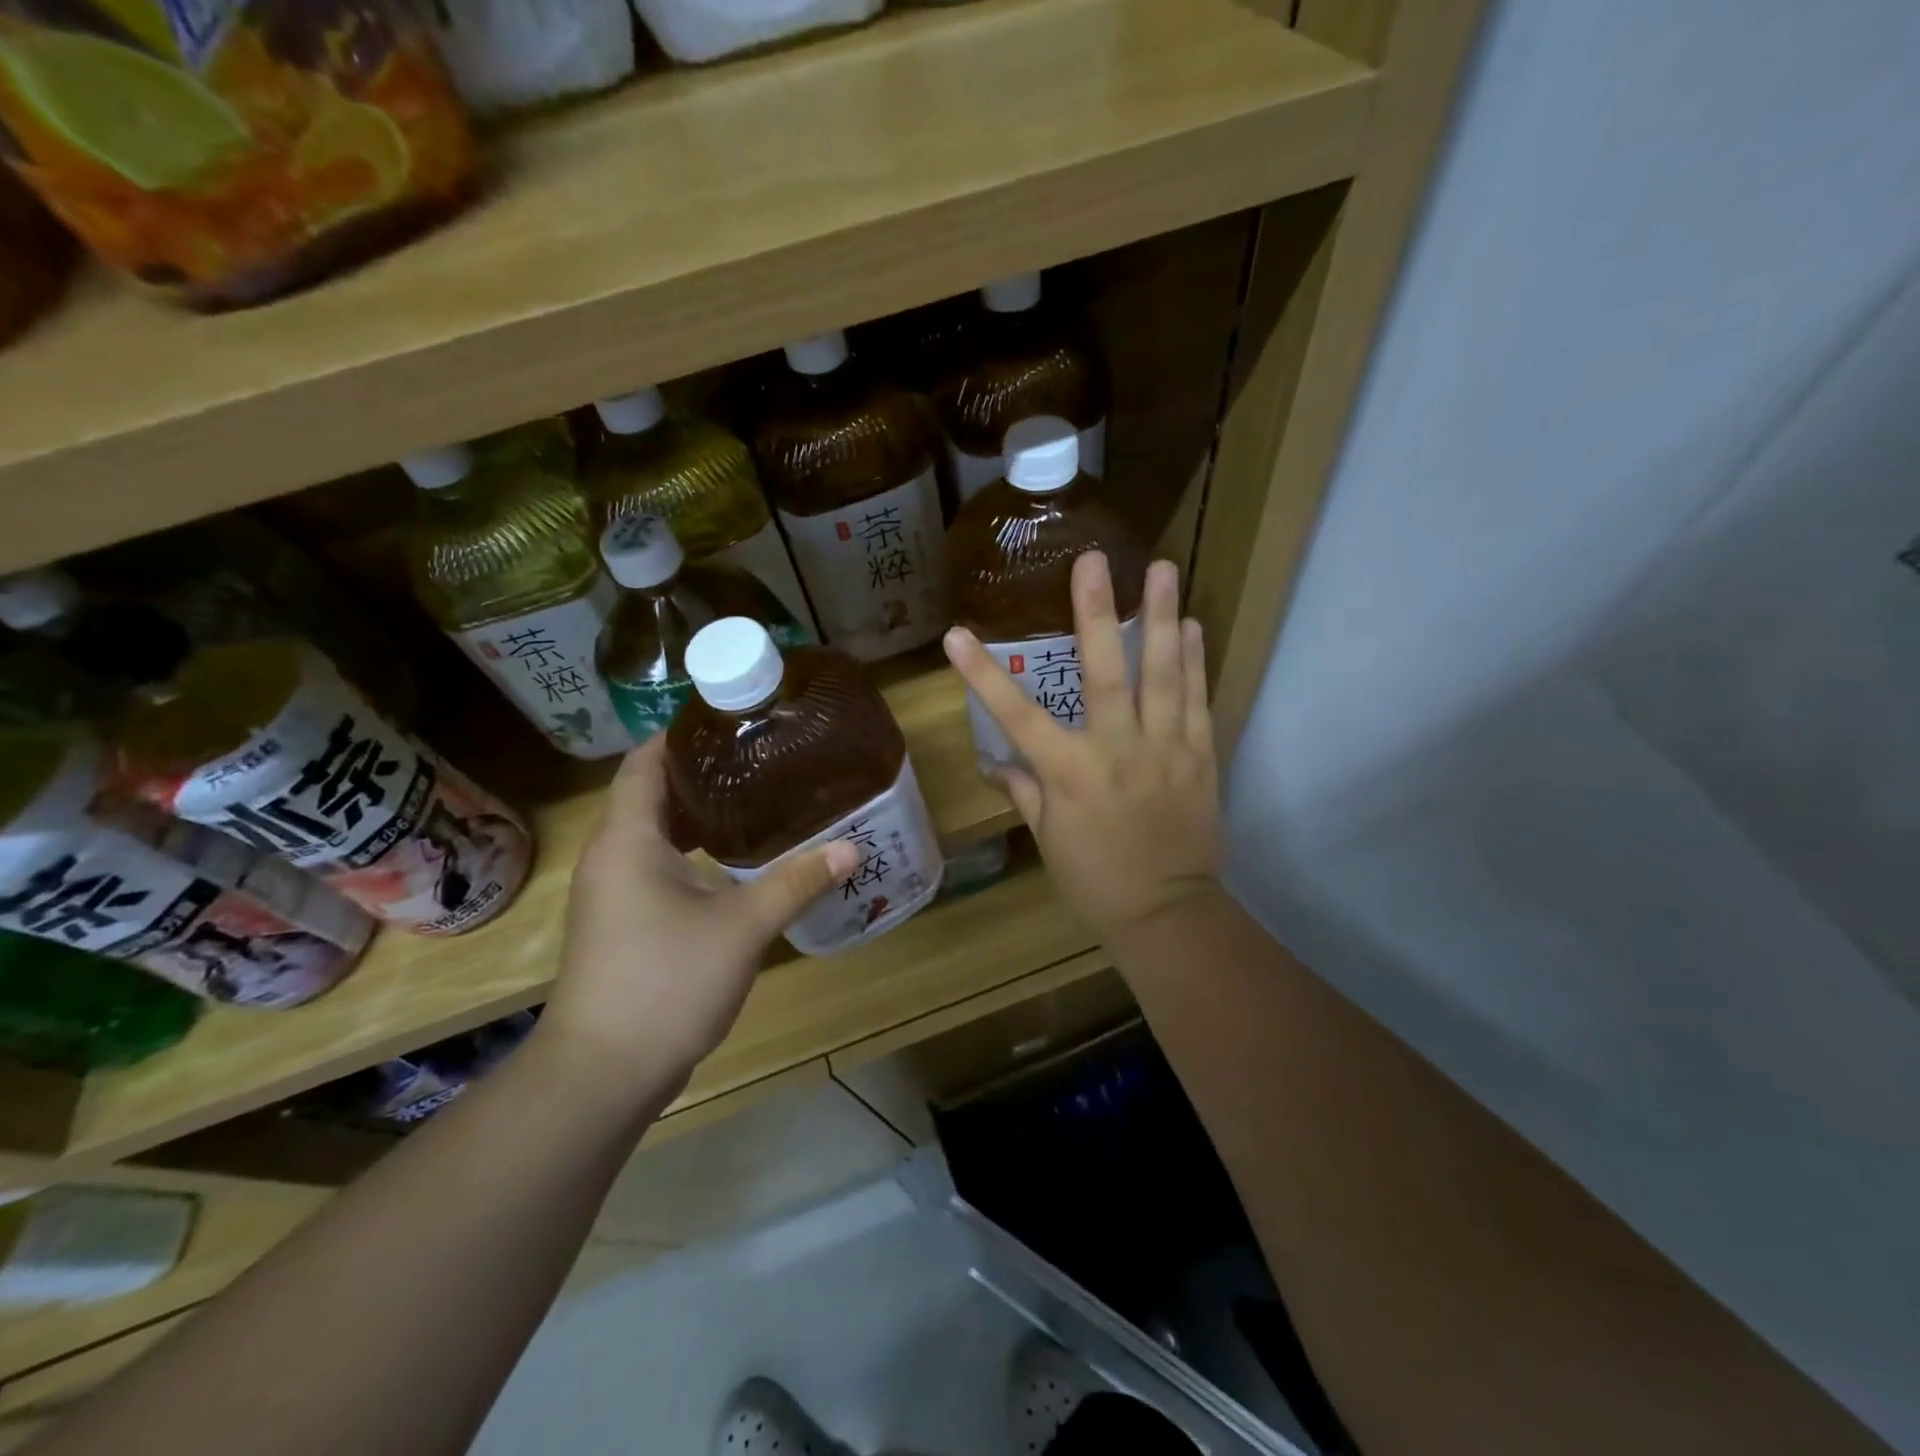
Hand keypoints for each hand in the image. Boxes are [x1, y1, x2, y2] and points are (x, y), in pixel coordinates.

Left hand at [541, 737, 859, 1093]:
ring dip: (696, 814)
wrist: (602, 1074)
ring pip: (653, 833)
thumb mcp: (741, 928)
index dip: (680, 735)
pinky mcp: (622, 922)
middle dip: (699, 772)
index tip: (730, 721)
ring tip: (754, 798)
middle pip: (649, 793)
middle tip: (758, 758)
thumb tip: (851, 848)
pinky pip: (655, 865)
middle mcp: (611, 857)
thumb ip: (796, 882)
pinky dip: (690, 850)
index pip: (644, 763)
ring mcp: (612, 893)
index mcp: (628, 840)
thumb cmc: (665, 983)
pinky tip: (734, 861)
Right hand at [943, 552, 1222, 942]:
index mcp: (1069, 773)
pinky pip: (1197, 700)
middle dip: (1095, 613)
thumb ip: (1025, 792)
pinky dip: (1194, 661)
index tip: (955, 634)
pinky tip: (1190, 624)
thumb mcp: (1049, 839)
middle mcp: (1116, 750)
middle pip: (1104, 674)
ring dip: (1160, 619)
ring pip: (1162, 675)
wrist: (1167, 913)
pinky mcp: (1199, 756)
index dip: (982, 674)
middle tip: (1093, 560)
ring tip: (1161, 569)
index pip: (1016, 716)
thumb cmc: (1096, 880)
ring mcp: (1164, 749)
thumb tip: (997, 762)